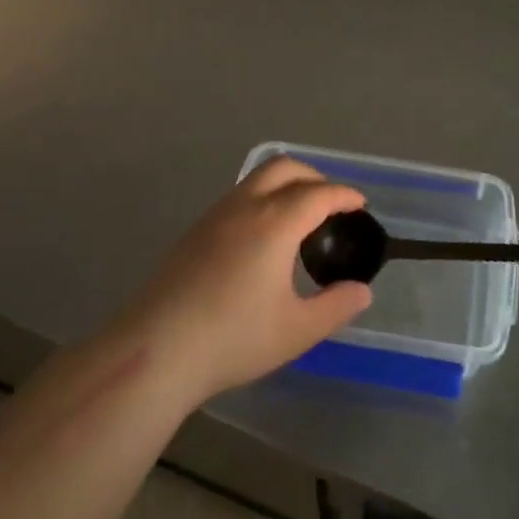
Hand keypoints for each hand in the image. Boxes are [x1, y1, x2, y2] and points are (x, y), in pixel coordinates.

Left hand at [116, 157, 373, 404]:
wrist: (156, 350)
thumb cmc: (233, 339)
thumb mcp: (297, 330)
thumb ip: (336, 306)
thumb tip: (362, 291)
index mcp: (274, 223)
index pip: (318, 194)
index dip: (344, 195)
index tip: (360, 205)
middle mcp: (245, 207)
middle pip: (284, 168)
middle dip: (315, 177)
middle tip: (333, 204)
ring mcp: (214, 216)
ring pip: (256, 179)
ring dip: (285, 184)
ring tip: (301, 218)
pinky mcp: (194, 231)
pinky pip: (238, 197)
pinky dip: (262, 199)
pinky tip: (263, 237)